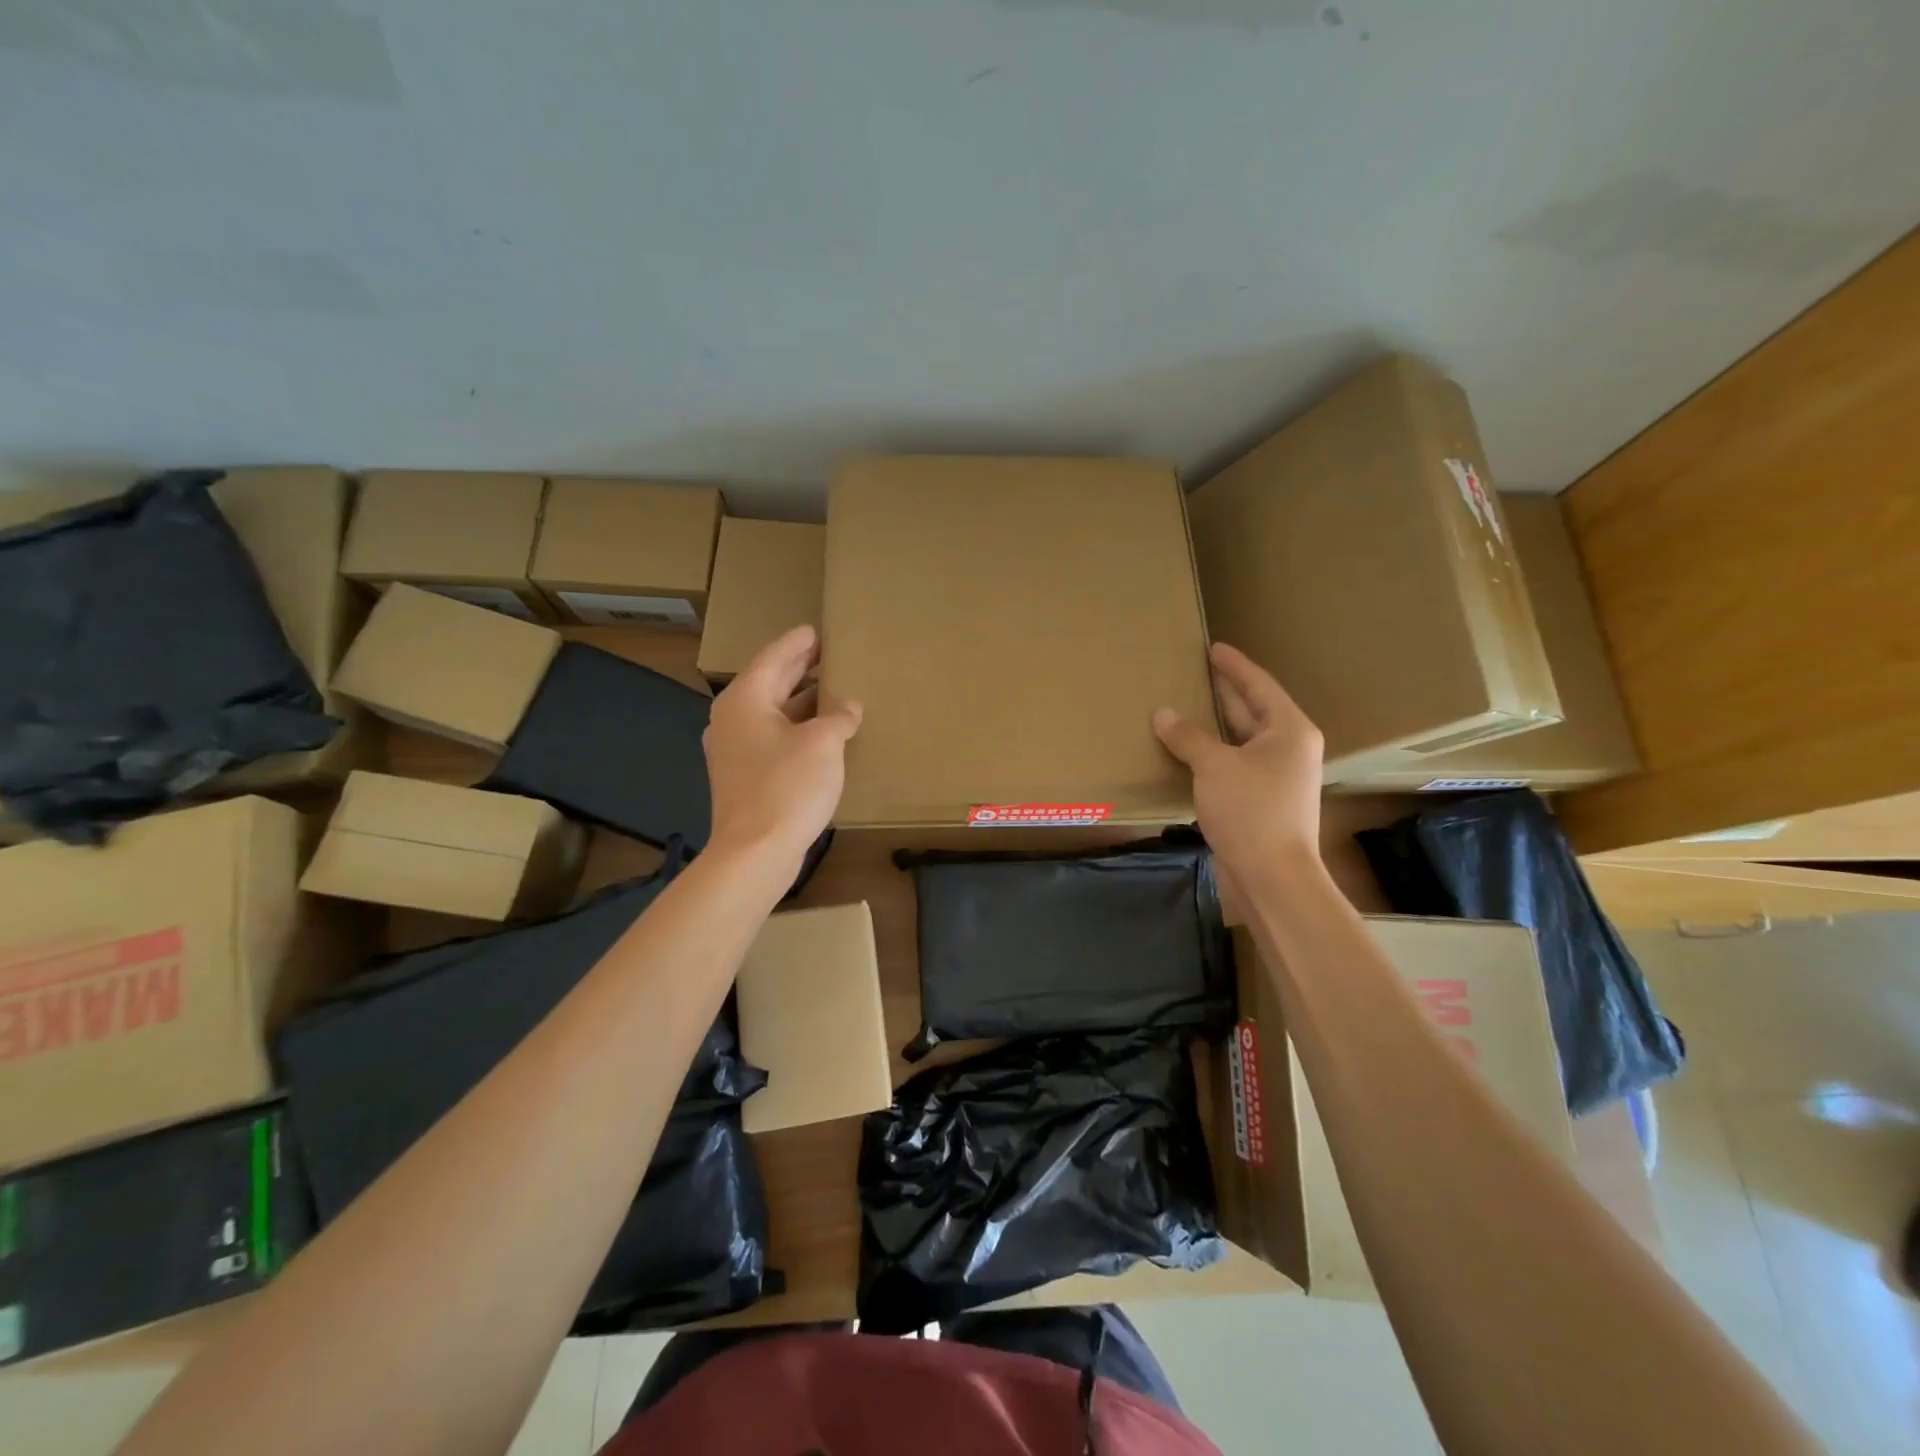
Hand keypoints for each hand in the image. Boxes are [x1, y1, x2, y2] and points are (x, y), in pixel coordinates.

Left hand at [703, 625, 861, 874]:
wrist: (755, 852)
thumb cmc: (787, 786)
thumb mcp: (823, 744)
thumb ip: (838, 717)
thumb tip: (848, 707)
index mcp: (745, 700)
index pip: (773, 658)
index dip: (797, 643)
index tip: (816, 630)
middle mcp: (733, 719)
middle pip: (769, 683)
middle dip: (798, 668)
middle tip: (827, 652)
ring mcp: (735, 750)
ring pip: (772, 713)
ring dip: (800, 701)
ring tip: (831, 689)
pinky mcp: (744, 776)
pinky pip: (772, 738)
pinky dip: (796, 728)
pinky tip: (821, 733)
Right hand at [1153, 642, 1324, 882]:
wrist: (1273, 876)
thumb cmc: (1251, 811)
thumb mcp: (1215, 766)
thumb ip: (1188, 736)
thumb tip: (1163, 713)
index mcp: (1289, 730)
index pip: (1259, 685)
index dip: (1234, 666)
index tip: (1214, 648)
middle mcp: (1288, 748)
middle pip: (1253, 709)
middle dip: (1226, 691)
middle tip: (1198, 671)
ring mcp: (1276, 775)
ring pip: (1242, 739)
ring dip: (1216, 724)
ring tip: (1188, 704)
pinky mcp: (1262, 799)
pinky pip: (1234, 763)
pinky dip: (1213, 752)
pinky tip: (1189, 749)